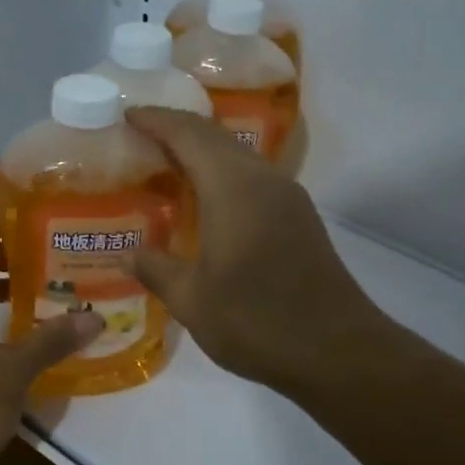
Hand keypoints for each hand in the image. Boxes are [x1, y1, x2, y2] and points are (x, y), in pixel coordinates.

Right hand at [127, 108, 388, 394]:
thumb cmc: (257, 321)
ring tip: (168, 167)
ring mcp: (288, 199)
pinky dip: (224, 177)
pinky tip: (207, 204)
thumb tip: (128, 254)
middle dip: (178, 130)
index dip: (156, 120)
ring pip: (239, 158)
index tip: (126, 114)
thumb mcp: (193, 300)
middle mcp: (264, 180)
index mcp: (233, 187)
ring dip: (204, 154)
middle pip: (216, 138)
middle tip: (141, 138)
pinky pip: (254, 180)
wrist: (337, 350)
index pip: (188, 134)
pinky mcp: (300, 220)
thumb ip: (156, 269)